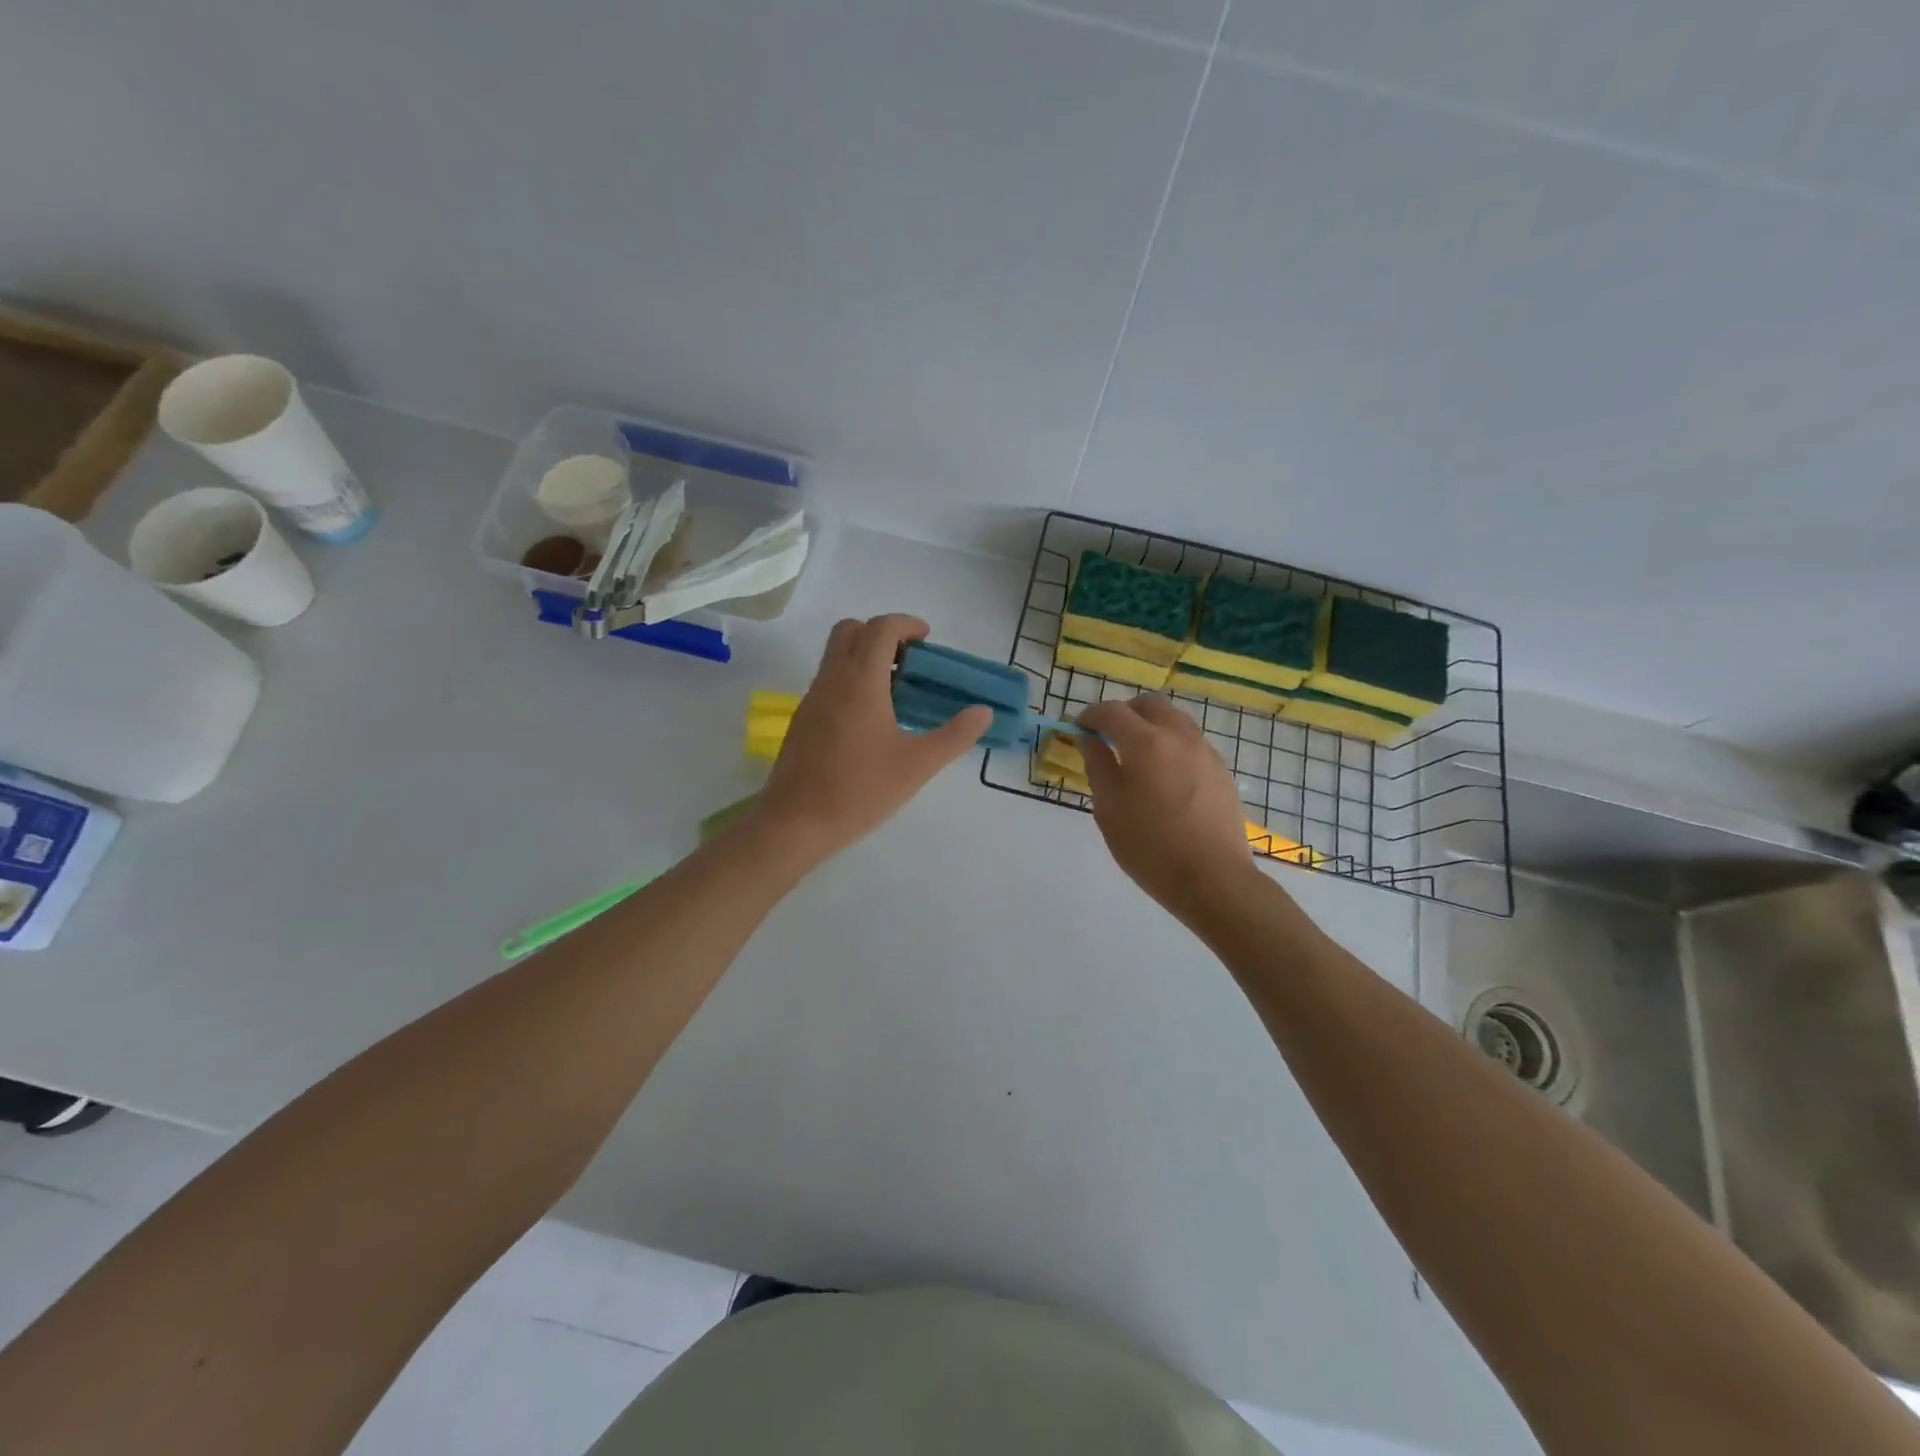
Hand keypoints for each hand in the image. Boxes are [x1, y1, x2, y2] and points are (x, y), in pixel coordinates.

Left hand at [754, 615, 991, 864]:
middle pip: (851, 630)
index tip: (927, 640)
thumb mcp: (918, 765)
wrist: (796, 822)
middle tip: (909, 662)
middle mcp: (832, 679)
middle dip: (882, 634)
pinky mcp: (803, 720)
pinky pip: (828, 681)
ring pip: (836, 656)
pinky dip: (851, 681)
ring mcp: (812, 698)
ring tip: (896, 692)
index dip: (907, 624)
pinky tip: (871, 720)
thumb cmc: (860, 789)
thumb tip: (983, 713)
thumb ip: (955, 736)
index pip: (880, 628)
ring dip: (865, 657)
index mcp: (861, 681)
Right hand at [1078, 695, 1257, 919]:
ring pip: (1174, 719)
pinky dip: (1170, 744)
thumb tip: (1089, 738)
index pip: (1111, 711)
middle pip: (1148, 704)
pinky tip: (1163, 776)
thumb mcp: (1109, 809)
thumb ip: (1097, 765)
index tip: (1077, 729)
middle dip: (1123, 713)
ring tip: (1136, 756)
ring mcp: (1204, 751)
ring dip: (1150, 725)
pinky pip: (1190, 740)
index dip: (1089, 715)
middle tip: (1107, 737)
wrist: (1214, 879)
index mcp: (1146, 743)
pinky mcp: (1220, 769)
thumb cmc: (1150, 848)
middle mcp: (1178, 736)